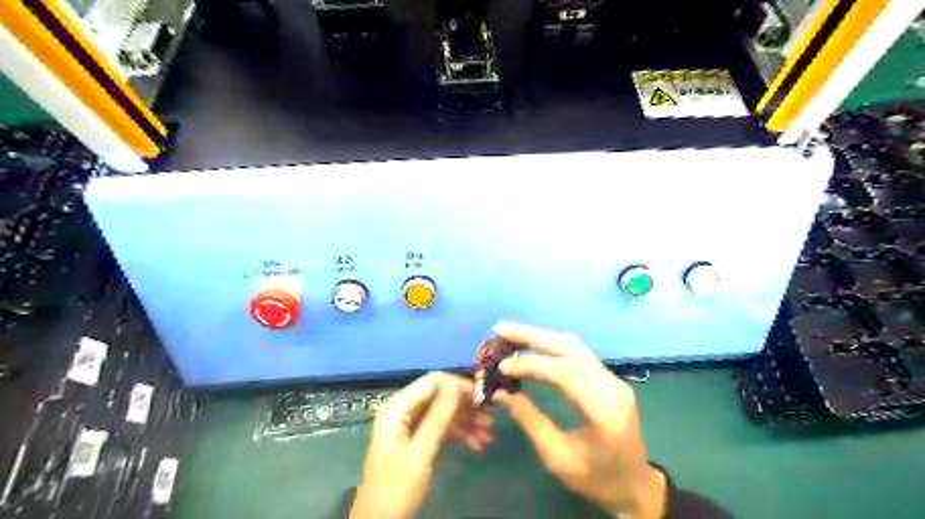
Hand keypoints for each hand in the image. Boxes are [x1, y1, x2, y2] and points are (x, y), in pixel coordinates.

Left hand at [348, 370, 490, 516]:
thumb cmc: (396, 488)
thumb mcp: (420, 452)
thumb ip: (438, 417)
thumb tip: (456, 385)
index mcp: (397, 408)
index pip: (432, 382)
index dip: (458, 385)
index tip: (482, 396)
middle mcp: (404, 411)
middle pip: (440, 398)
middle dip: (466, 407)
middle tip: (491, 417)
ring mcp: (411, 427)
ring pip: (444, 415)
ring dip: (467, 423)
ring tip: (490, 435)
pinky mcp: (418, 441)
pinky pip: (442, 430)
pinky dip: (460, 435)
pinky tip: (478, 445)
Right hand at [491, 323, 664, 516]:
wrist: (635, 486)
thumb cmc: (596, 479)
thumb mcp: (557, 457)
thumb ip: (530, 421)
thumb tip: (501, 393)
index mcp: (603, 409)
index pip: (563, 372)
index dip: (530, 364)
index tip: (502, 367)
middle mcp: (611, 386)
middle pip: (569, 347)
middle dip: (532, 335)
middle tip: (501, 329)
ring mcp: (613, 379)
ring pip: (574, 345)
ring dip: (542, 336)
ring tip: (512, 334)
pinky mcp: (609, 379)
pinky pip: (579, 354)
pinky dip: (552, 346)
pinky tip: (533, 346)